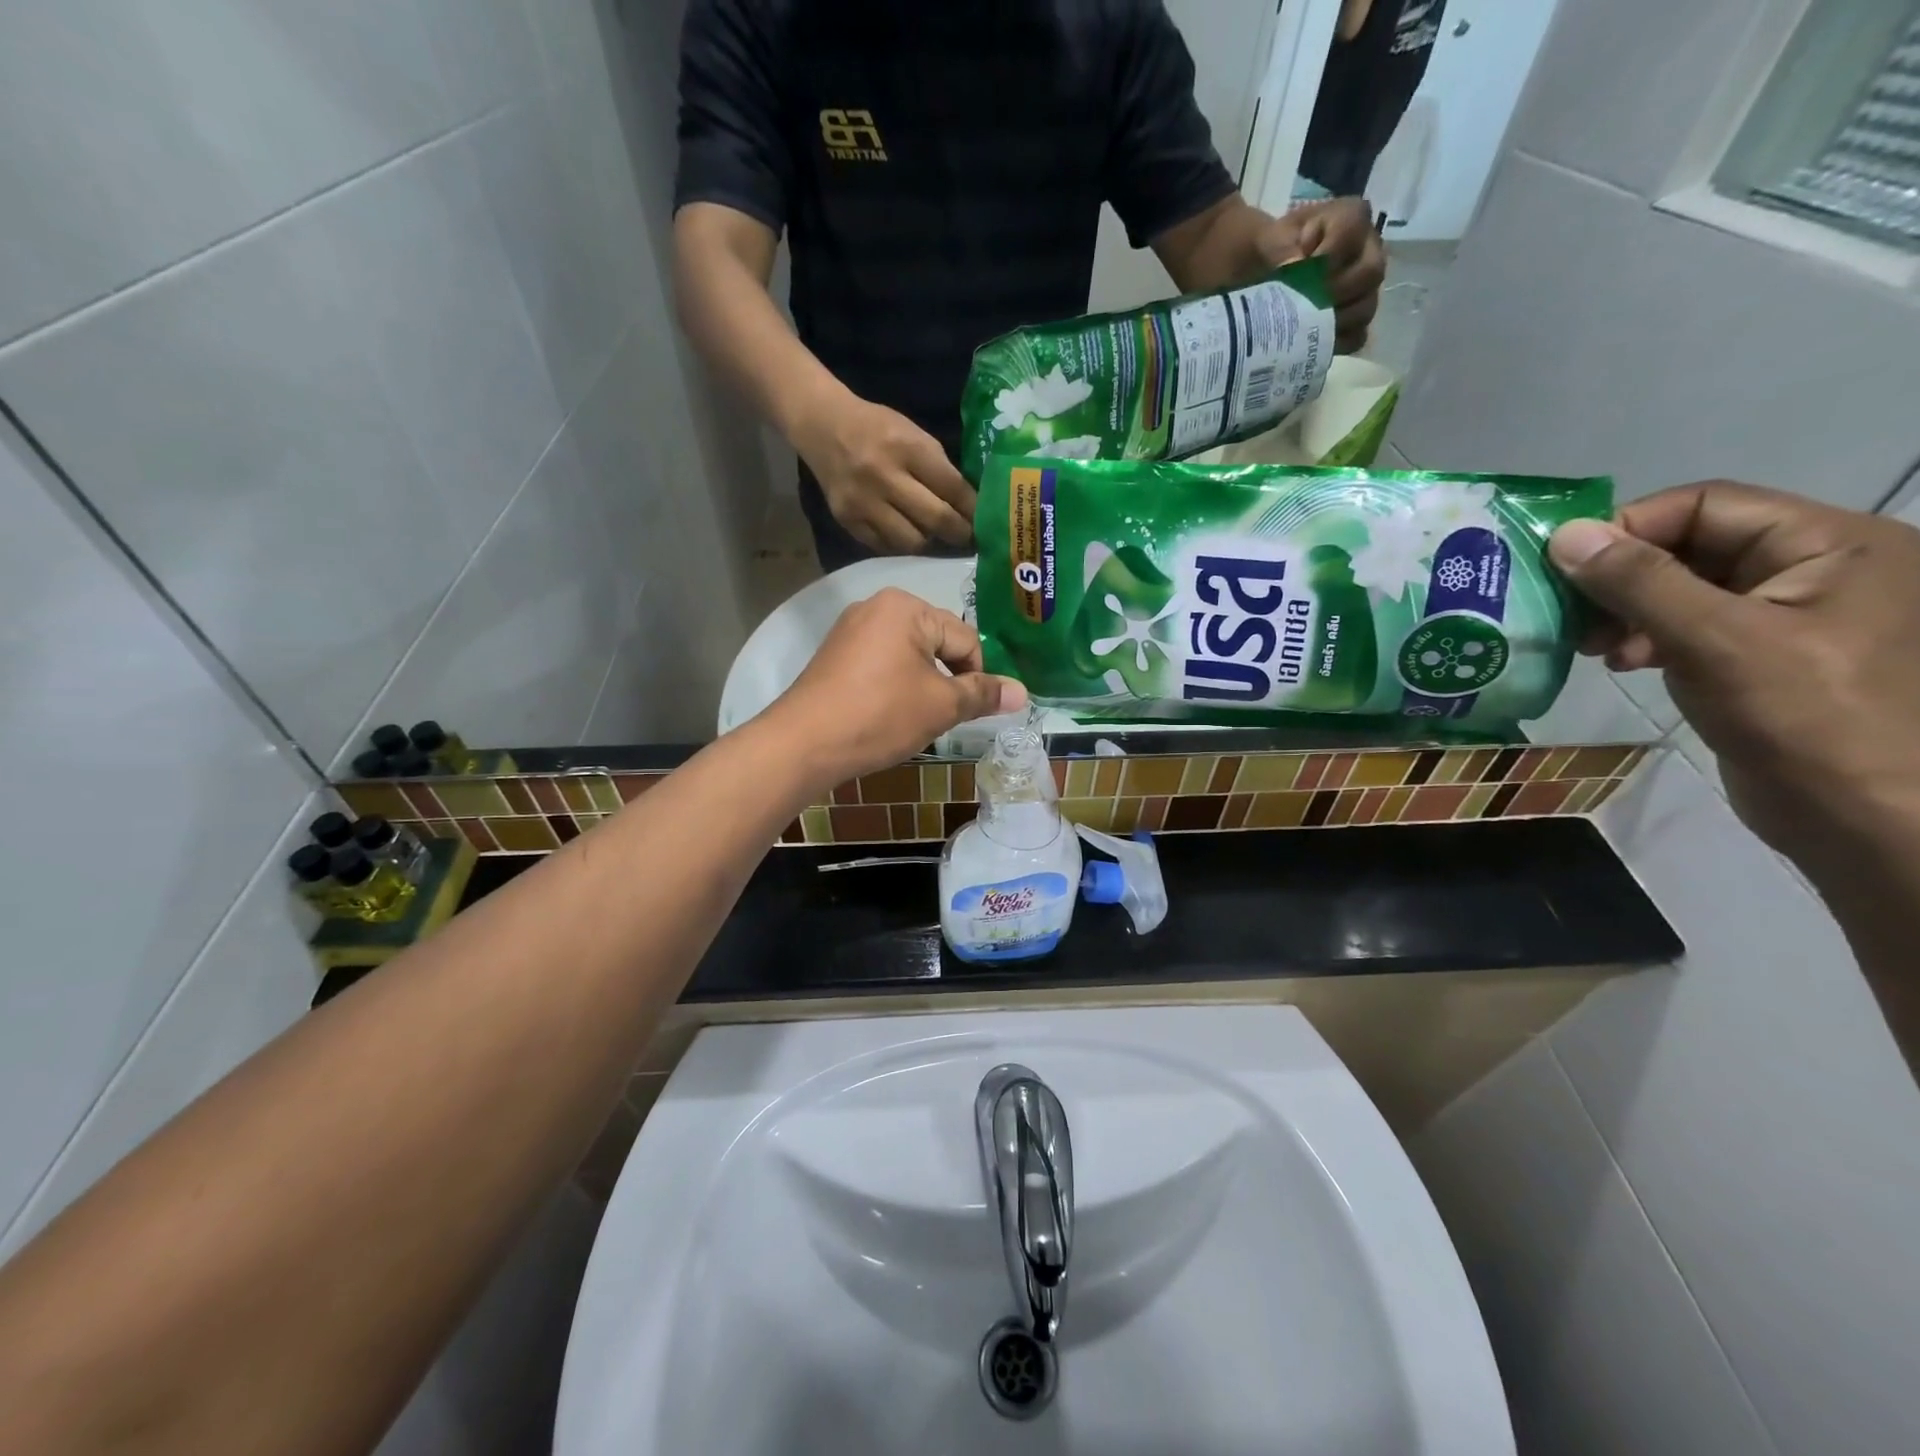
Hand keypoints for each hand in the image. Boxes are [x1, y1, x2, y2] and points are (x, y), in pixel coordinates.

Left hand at [757, 588, 1026, 791]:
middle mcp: (877, 606)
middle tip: (938, 717)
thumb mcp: (941, 706)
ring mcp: (851, 629)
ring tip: (911, 719)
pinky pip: (882, 664)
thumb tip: (1023, 693)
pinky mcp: (835, 655)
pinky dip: (894, 687)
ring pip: (910, 656)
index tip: (967, 711)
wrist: (804, 743)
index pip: (966, 639)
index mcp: (907, 607)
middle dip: (947, 680)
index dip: (976, 678)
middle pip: (937, 643)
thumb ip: (983, 694)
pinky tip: (885, 714)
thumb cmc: (880, 716)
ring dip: (922, 686)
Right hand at [791, 393, 974, 555]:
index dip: (972, 509)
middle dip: (958, 533)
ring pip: (911, 541)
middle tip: (967, 538)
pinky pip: (885, 546)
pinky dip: (900, 544)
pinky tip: (906, 534)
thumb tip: (969, 505)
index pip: (952, 488)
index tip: (985, 522)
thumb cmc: (878, 429)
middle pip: (935, 519)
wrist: (823, 428)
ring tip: (933, 535)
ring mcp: (863, 502)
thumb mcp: (914, 435)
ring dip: (928, 541)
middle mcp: (884, 476)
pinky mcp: (848, 520)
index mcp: (907, 448)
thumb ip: (939, 468)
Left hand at [1258, 197, 1385, 352]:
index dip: (1327, 255)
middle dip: (1335, 292)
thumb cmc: (1270, 249)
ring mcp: (1364, 287)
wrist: (1263, 272)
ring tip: (1303, 325)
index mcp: (1350, 218)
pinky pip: (1356, 337)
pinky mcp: (1354, 318)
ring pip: (1366, 307)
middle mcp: (1368, 250)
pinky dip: (1334, 343)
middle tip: (1303, 304)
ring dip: (1335, 321)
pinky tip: (1310, 344)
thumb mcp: (1269, 239)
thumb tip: (1295, 265)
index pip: (1353, 231)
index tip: (1297, 271)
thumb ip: (1280, 246)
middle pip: (1370, 272)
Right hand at [1547, 482, 1919, 868]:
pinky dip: (1646, 638)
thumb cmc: (1804, 717)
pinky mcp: (1763, 658)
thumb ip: (1639, 582)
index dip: (1630, 527)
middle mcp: (1815, 568)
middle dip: (1622, 577)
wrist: (1865, 817)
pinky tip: (1622, 663)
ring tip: (1590, 646)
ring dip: (1626, 610)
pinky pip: (1691, 626)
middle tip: (1569, 614)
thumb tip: (1566, 534)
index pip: (1707, 504)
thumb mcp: (1714, 639)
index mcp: (1830, 543)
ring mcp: (1790, 616)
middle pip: (1692, 545)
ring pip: (1683, 588)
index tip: (1563, 567)